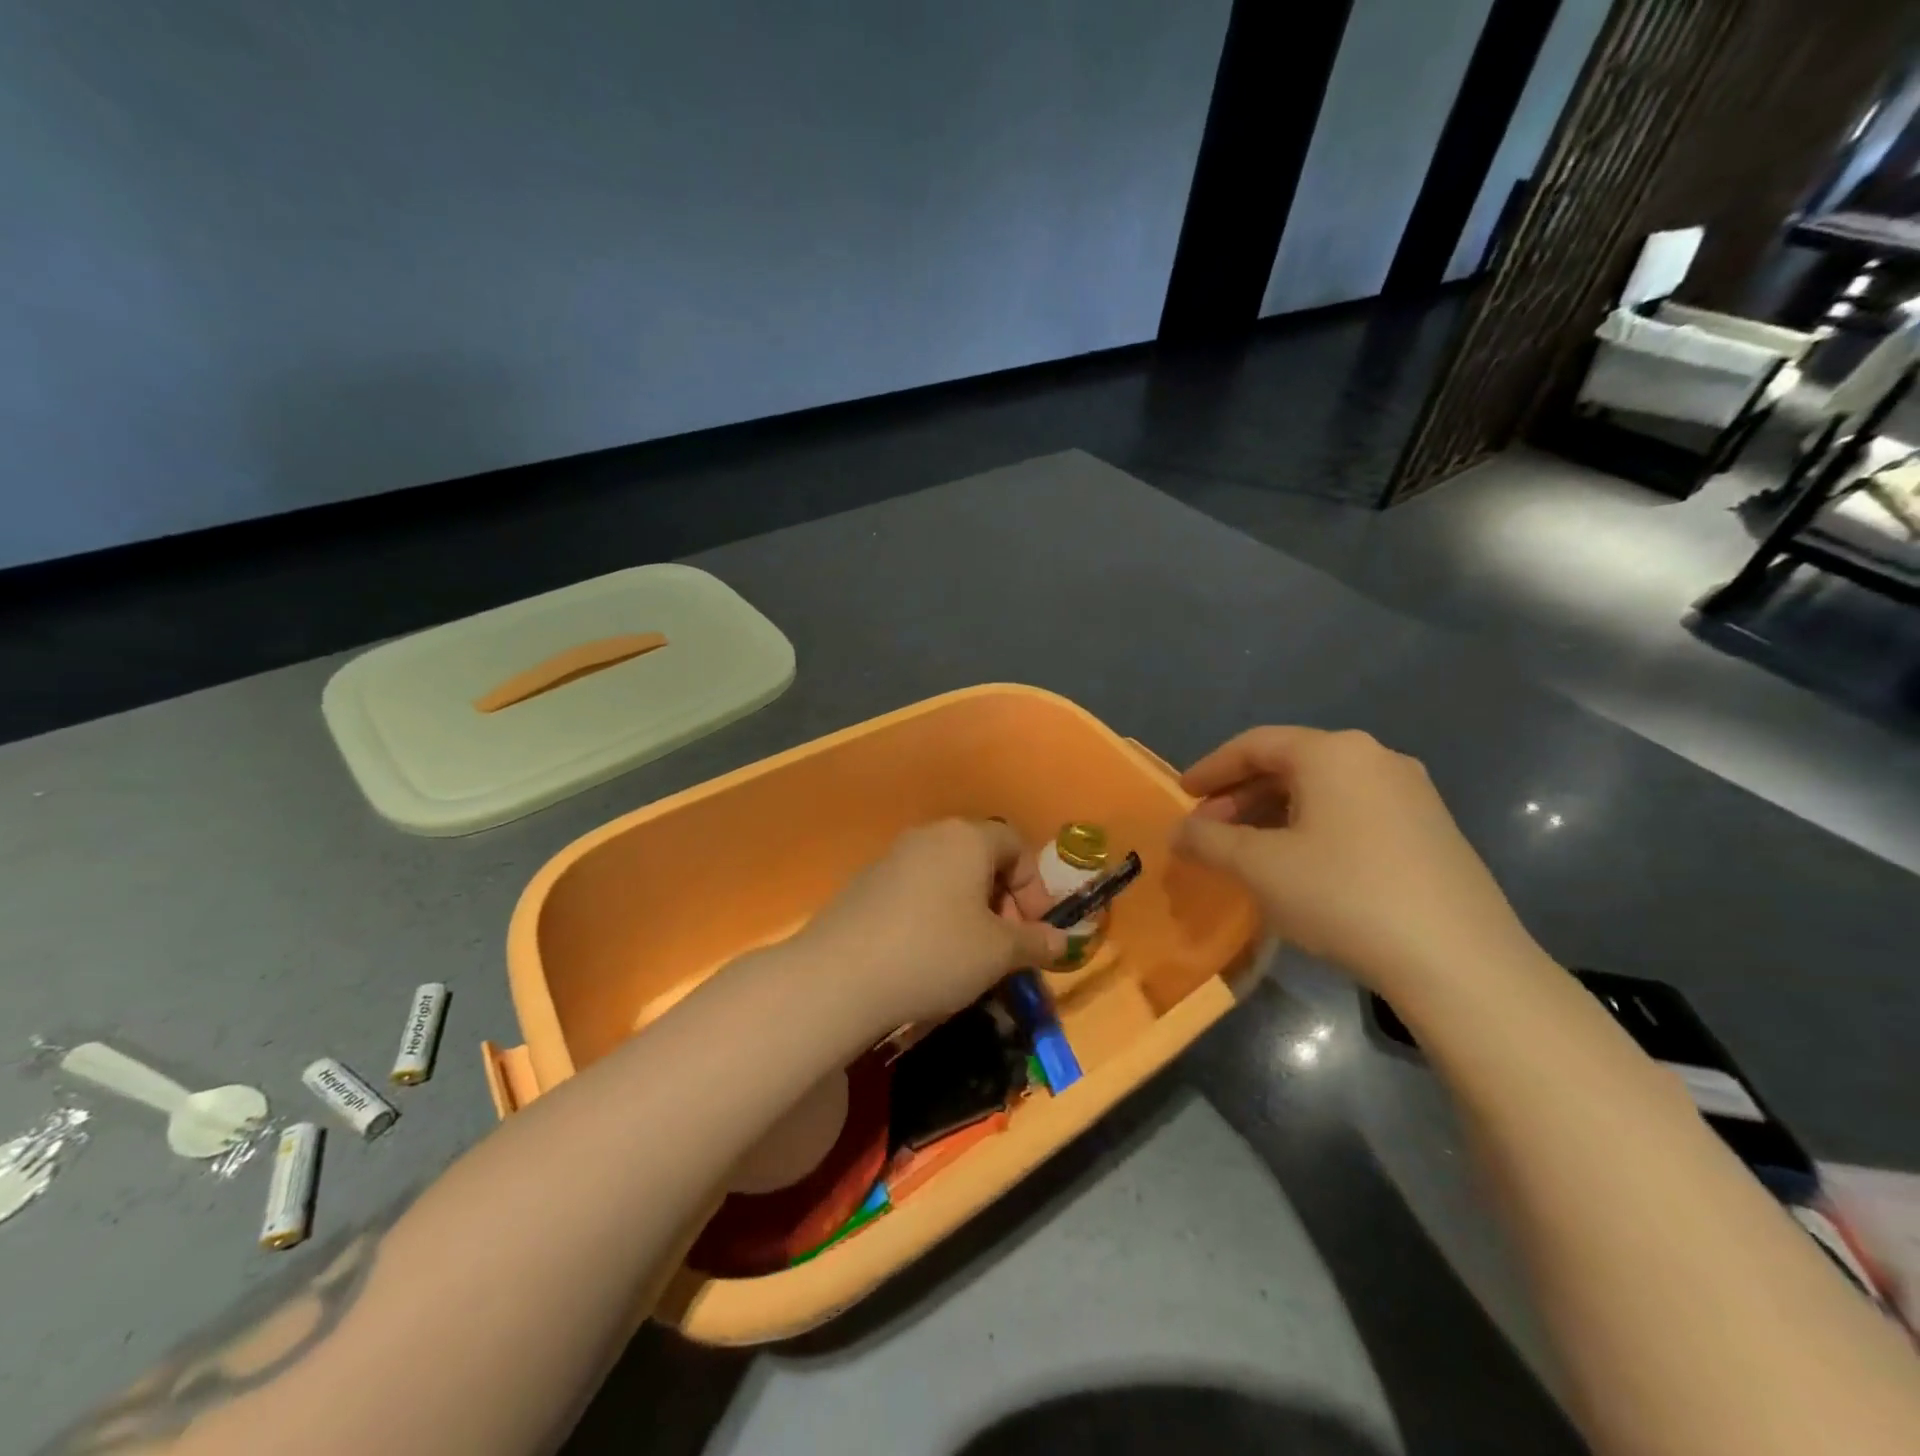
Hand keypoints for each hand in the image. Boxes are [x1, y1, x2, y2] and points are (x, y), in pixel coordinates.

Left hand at [794, 820, 1068, 1036]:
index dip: (1034, 886)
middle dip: (1003, 901)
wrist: (840, 974)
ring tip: (970, 957)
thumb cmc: (935, 952)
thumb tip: (1063, 941)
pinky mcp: (865, 884)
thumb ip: (1035, 942)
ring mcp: (892, 857)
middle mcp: (929, 836)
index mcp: (966, 838)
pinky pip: (917, 891)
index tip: (1035, 929)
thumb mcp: (998, 953)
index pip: (1015, 845)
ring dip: (969, 911)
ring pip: (948, 877)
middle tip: (1006, 946)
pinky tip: (928, 956)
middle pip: (981, 859)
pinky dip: (934, 916)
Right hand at [1173, 727, 1537, 994]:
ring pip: (1322, 790)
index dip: (1211, 768)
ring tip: (1247, 851)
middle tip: (1208, 830)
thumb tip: (1180, 833)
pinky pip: (1353, 812)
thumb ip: (1209, 842)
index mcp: (1333, 752)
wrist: (1460, 961)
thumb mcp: (1259, 868)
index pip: (1254, 744)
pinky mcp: (1431, 829)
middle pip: (1289, 764)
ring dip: (1274, 814)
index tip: (1182, 795)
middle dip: (1240, 796)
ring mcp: (1411, 793)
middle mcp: (1375, 758)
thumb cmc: (1344, 895)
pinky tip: (1300, 865)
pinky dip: (1312, 827)